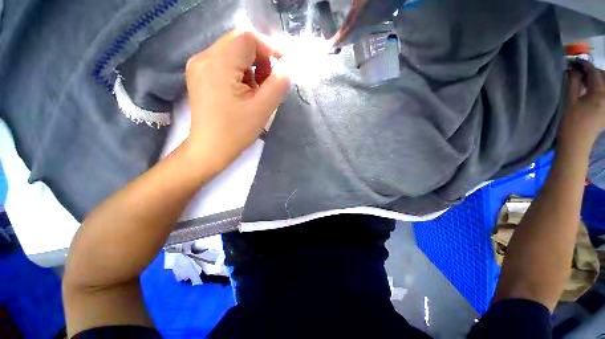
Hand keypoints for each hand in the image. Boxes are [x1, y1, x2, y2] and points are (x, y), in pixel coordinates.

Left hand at [183, 31, 289, 172]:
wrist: (210, 149)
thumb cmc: (236, 132)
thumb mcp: (262, 109)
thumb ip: (278, 84)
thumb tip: (287, 66)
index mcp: (218, 65)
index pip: (248, 38)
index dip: (270, 48)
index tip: (284, 66)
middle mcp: (204, 58)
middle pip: (239, 42)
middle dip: (260, 58)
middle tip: (269, 82)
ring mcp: (198, 65)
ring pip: (233, 52)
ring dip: (251, 66)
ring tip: (257, 90)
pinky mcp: (199, 75)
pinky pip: (225, 62)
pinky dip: (240, 72)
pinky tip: (244, 91)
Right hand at [558, 61, 604, 155]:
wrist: (575, 145)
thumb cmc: (570, 123)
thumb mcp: (569, 102)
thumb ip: (573, 83)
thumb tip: (573, 70)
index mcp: (599, 94)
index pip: (593, 72)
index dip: (583, 64)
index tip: (574, 61)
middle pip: (603, 78)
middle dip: (592, 71)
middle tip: (579, 70)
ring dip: (596, 80)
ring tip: (585, 80)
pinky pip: (604, 95)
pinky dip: (599, 89)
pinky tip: (591, 91)